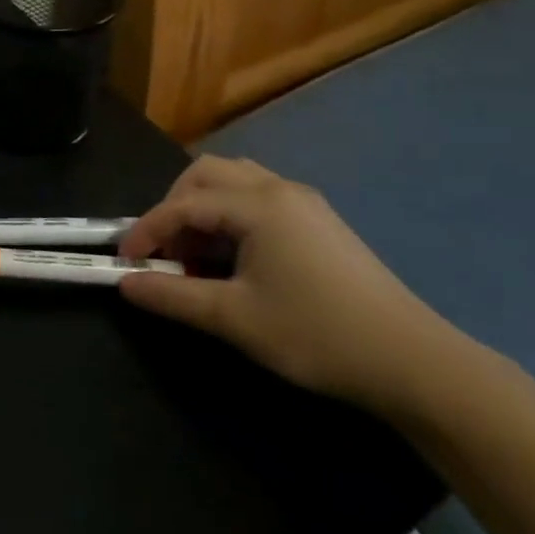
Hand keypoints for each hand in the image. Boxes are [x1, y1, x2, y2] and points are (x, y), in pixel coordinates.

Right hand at [117, 155, 459, 413]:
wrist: (410, 359)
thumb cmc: (316, 334)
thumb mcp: (234, 318)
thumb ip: (173, 296)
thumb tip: (125, 283)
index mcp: (257, 205)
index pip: (182, 204)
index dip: (146, 231)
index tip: (124, 262)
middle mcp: (279, 189)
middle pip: (206, 174)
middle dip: (173, 207)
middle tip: (165, 252)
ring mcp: (304, 202)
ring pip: (234, 181)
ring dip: (203, 207)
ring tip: (197, 253)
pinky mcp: (319, 221)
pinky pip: (258, 198)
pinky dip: (231, 215)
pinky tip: (234, 257)